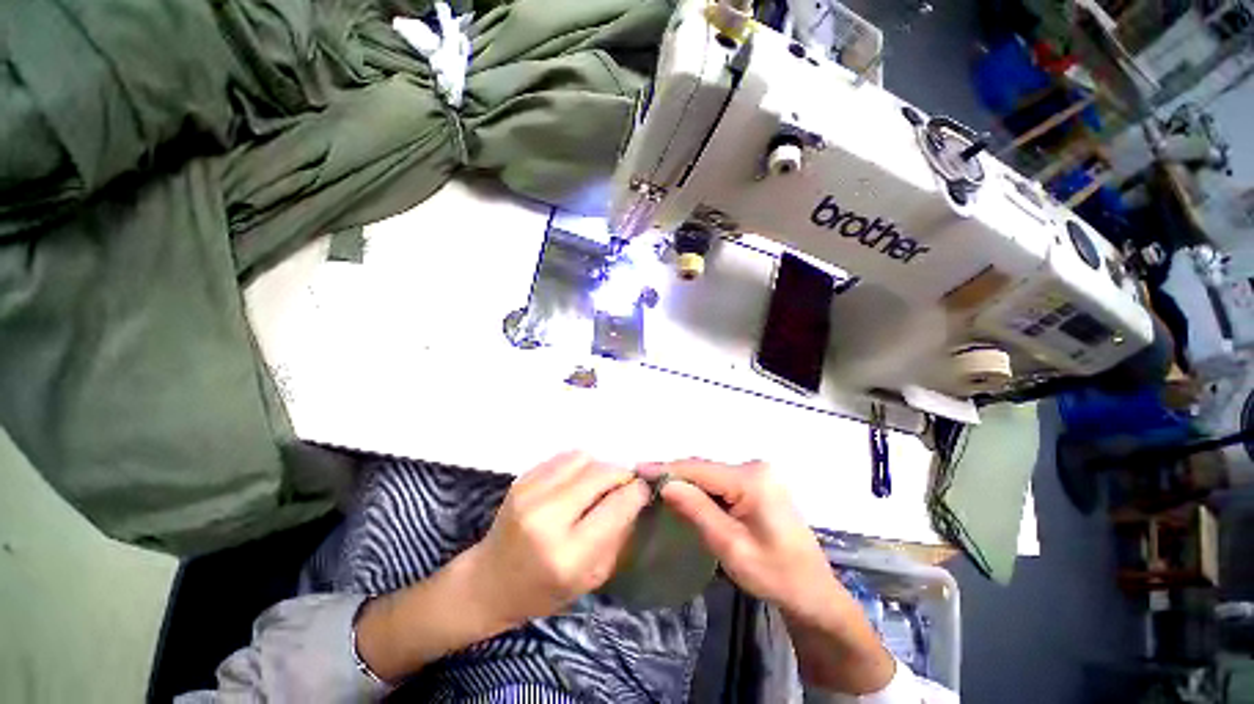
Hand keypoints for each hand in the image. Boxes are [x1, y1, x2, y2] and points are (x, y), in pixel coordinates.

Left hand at [464, 451, 650, 626]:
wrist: (489, 581)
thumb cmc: (545, 590)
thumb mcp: (592, 577)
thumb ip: (619, 534)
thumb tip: (638, 495)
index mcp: (567, 554)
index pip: (617, 505)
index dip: (637, 492)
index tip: (644, 490)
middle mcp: (547, 518)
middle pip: (601, 472)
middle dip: (621, 474)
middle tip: (626, 483)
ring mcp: (530, 493)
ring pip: (584, 458)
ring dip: (599, 467)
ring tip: (598, 485)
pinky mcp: (521, 479)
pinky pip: (564, 457)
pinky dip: (579, 465)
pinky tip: (577, 482)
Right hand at [643, 459, 894, 693]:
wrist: (814, 593)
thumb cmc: (775, 575)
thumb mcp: (731, 547)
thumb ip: (697, 511)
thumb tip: (666, 484)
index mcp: (752, 479)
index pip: (699, 469)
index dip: (667, 469)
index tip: (638, 469)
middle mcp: (755, 467)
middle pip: (705, 468)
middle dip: (674, 474)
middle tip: (643, 478)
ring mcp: (759, 474)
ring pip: (711, 473)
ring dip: (686, 480)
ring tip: (656, 483)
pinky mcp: (758, 483)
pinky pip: (721, 480)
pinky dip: (701, 487)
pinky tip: (684, 492)